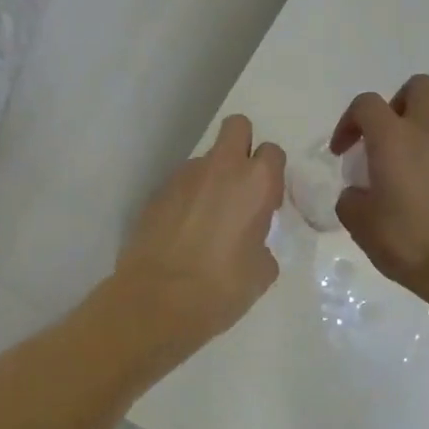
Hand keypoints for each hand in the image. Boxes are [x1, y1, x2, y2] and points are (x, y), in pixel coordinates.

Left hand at [114, 114, 286, 359]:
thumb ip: (262, 244)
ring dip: (210, 180)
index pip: (273, 152)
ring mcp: (182, 177)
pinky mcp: (155, 194)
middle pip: (237, 127)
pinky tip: (181, 234)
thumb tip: (251, 243)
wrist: (157, 301)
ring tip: (205, 223)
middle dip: (242, 147)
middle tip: (240, 188)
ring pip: (204, 160)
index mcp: (255, 183)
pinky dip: (185, 201)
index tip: (266, 204)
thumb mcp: (262, 272)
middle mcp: (219, 168)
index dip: (272, 175)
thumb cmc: (222, 288)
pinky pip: (179, 186)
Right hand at [331, 75, 428, 310]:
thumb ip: (352, 200)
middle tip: (382, 142)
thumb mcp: (362, 226)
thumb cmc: (411, 242)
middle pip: (417, 88)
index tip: (343, 153)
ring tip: (405, 188)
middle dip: (395, 106)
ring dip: (417, 144)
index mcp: (395, 139)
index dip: (348, 121)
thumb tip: (359, 193)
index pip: (367, 104)